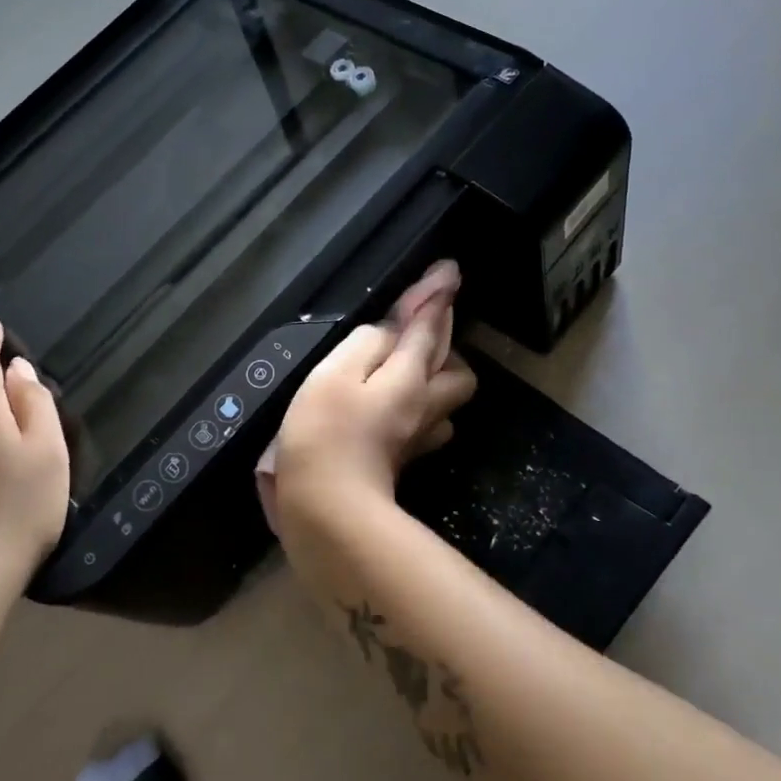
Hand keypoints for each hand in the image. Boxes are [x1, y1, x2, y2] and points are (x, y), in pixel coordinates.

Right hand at [267, 261, 475, 535]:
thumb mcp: (335, 373)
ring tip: (406, 368)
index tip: (448, 271)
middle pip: (456, 368)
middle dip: (446, 343)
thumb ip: (366, 343)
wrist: (327, 510)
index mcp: (409, 376)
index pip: (429, 326)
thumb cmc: (324, 433)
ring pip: (448, 398)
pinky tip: (395, 408)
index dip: (436, 296)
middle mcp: (424, 404)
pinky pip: (429, 422)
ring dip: (437, 377)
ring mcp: (419, 436)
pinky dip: (420, 406)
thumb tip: (389, 331)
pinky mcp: (406, 460)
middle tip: (419, 332)